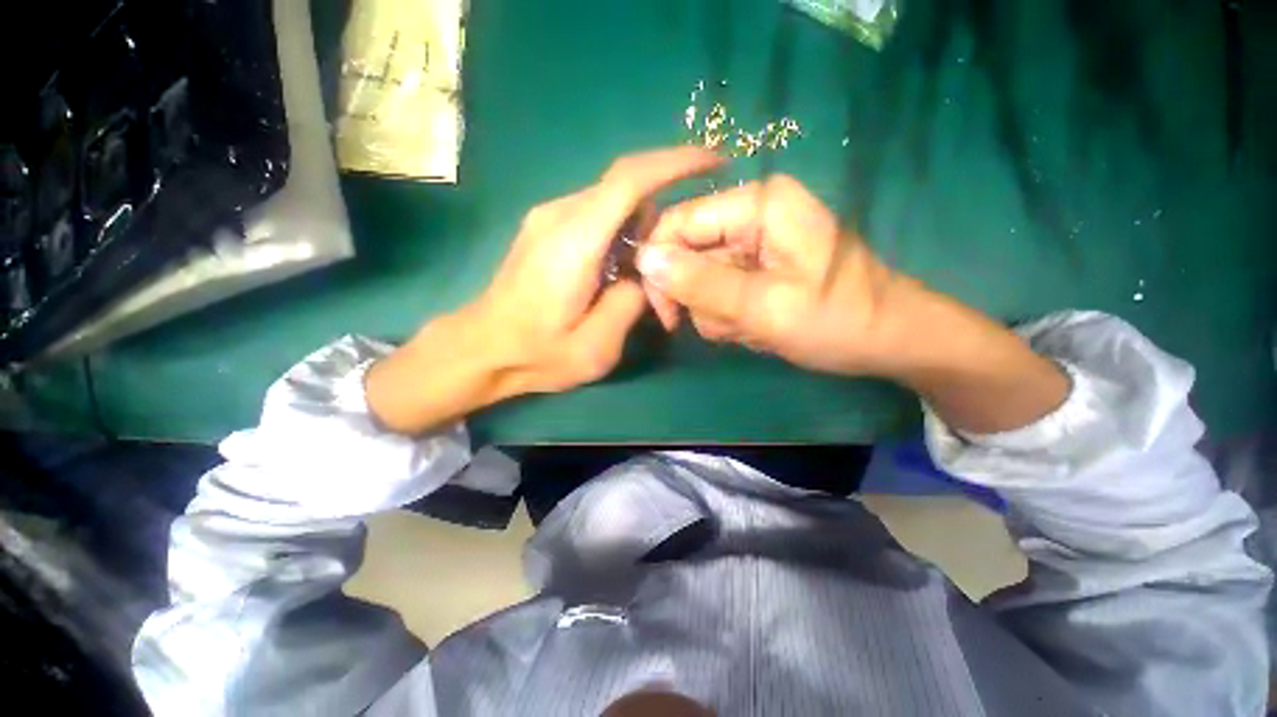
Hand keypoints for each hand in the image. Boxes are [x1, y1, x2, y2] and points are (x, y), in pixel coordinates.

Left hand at [366, 147, 722, 433]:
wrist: (481, 349)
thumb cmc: (536, 354)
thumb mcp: (596, 347)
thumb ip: (631, 302)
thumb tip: (647, 272)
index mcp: (573, 241)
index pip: (630, 179)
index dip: (676, 162)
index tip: (714, 160)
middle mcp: (559, 215)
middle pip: (627, 192)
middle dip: (660, 222)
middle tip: (670, 272)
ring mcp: (549, 218)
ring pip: (613, 204)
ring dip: (639, 233)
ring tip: (641, 282)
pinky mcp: (546, 228)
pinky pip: (597, 216)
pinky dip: (620, 236)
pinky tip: (618, 273)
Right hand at [640, 174, 1068, 431]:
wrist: (889, 342)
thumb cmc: (838, 320)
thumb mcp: (764, 306)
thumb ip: (701, 283)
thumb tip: (644, 261)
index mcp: (759, 204)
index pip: (681, 221)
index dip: (662, 266)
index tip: (665, 314)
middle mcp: (752, 215)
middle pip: (689, 254)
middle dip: (700, 298)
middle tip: (728, 326)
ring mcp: (755, 243)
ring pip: (702, 280)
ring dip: (718, 313)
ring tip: (753, 328)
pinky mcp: (757, 268)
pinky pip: (720, 292)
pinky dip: (730, 317)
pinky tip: (757, 327)